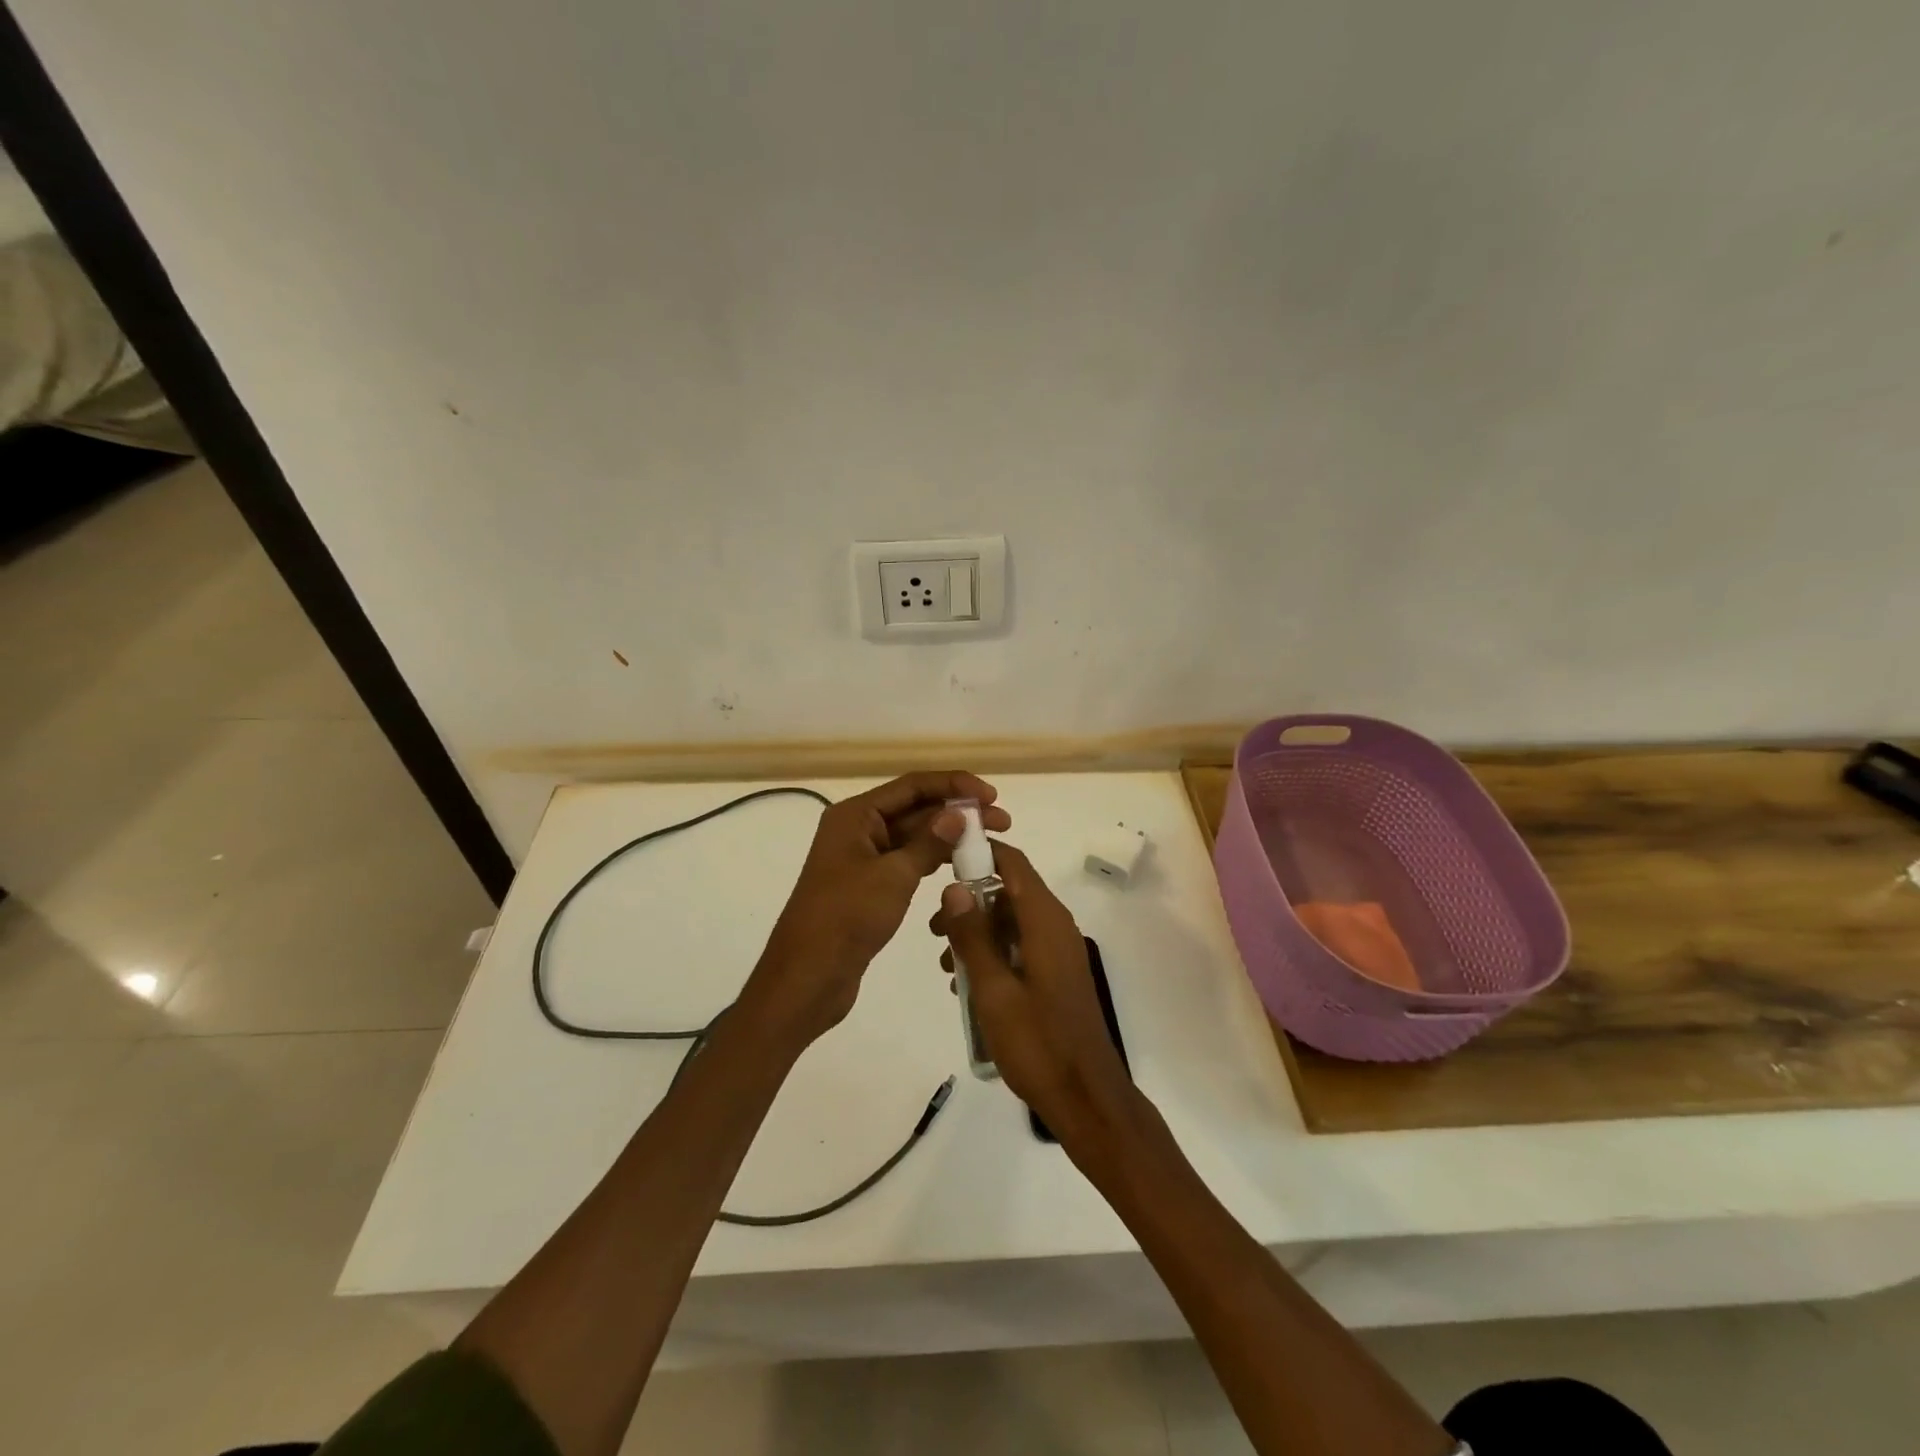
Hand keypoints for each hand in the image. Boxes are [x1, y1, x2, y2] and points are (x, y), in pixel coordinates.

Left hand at [745, 771, 1010, 1045]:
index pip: (912, 786)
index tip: (991, 797)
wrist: (808, 977)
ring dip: (950, 836)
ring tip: (991, 843)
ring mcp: (863, 858)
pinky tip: (963, 865)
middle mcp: (858, 829)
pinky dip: (934, 860)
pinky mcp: (870, 886)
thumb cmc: (846, 918)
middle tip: (1003, 823)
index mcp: (855, 815)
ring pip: (914, 836)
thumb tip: (958, 814)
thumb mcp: (893, 876)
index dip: (954, 785)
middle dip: (958, 812)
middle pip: (915, 808)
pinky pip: (908, 861)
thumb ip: (929, 842)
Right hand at [931, 842, 1144, 1158]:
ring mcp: (1058, 951)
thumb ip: (972, 936)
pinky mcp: (1056, 974)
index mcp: (1045, 921)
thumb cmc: (1037, 1042)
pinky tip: (967, 984)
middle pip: (1008, 892)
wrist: (1086, 1097)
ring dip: (977, 933)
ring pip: (1011, 922)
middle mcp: (1055, 926)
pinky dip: (993, 954)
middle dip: (969, 903)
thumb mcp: (993, 989)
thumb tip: (954, 887)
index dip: (980, 852)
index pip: (1013, 863)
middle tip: (934, 931)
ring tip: (945, 966)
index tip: (942, 858)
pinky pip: (1020, 946)